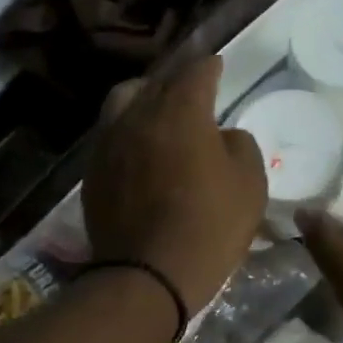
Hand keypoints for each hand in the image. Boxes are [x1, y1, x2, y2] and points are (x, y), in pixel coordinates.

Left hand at [83, 56, 266, 314]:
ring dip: (143, 99)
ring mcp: (108, 143)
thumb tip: (223, 135)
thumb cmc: (209, 227)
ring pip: (123, 102)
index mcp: (180, 111)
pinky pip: (109, 135)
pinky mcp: (92, 172)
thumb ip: (241, 146)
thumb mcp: (250, 185)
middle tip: (191, 90)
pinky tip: (138, 149)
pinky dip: (126, 131)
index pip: (196, 71)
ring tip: (156, 113)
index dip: (211, 67)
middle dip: (176, 81)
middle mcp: (138, 115)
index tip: (218, 67)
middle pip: (156, 82)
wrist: (148, 275)